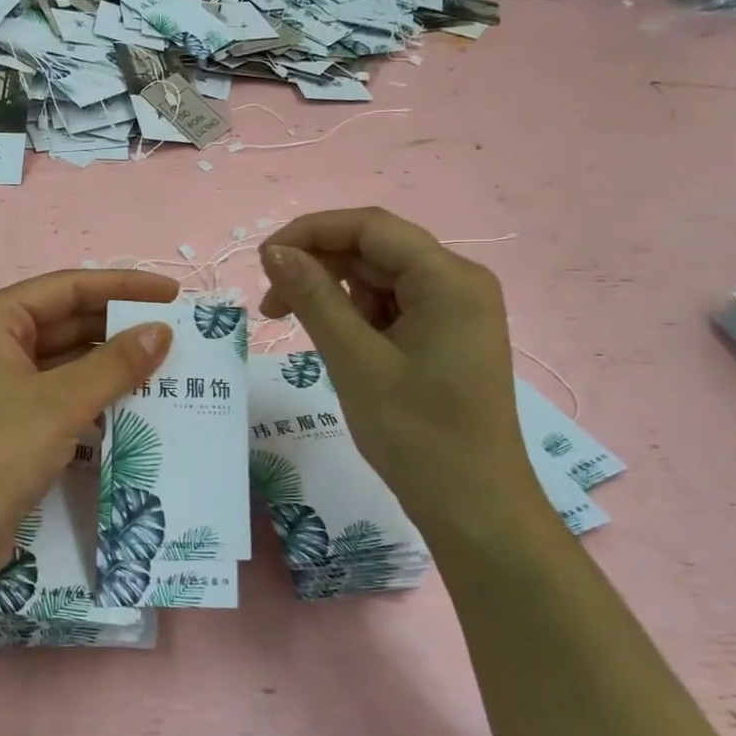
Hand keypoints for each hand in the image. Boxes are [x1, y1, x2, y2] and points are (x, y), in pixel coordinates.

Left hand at [0, 270, 177, 587]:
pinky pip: (57, 392)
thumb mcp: (62, 403)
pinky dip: (92, 394)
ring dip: (109, 364)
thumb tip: (161, 332)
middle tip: (176, 333)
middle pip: (64, 321)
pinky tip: (133, 402)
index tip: (173, 293)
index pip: (66, 287)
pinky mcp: (6, 419)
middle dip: (118, 327)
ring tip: (165, 367)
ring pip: (63, 359)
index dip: (122, 286)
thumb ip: (116, 363)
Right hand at [258, 208, 541, 536]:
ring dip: (333, 295)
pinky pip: (391, 308)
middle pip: (375, 251)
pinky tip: (335, 343)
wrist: (473, 507)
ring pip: (379, 280)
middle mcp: (457, 283)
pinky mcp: (444, 336)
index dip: (311, 232)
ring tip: (296, 328)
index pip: (371, 227)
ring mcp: (453, 311)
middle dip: (318, 267)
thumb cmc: (416, 434)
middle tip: (270, 306)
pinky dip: (355, 318)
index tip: (263, 260)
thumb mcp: (355, 360)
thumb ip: (313, 298)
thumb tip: (274, 251)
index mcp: (448, 279)